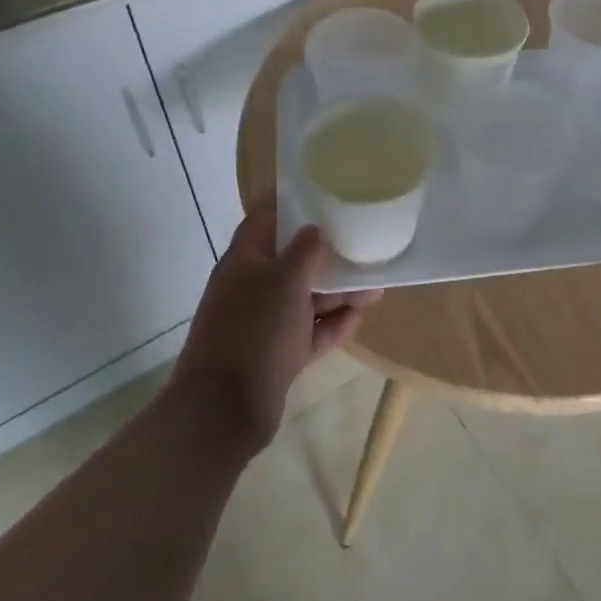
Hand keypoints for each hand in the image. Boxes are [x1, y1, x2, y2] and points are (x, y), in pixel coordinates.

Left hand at [168, 207, 380, 454]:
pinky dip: (331, 324)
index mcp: (243, 261)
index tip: (322, 190)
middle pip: (291, 261)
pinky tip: (360, 317)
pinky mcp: (275, 355)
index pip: (265, 219)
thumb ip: (304, 251)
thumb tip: (313, 229)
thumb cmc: (255, 332)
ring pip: (304, 299)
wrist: (224, 410)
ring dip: (337, 293)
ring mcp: (262, 324)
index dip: (290, 202)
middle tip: (360, 242)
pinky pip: (308, 332)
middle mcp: (250, 288)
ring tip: (375, 286)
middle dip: (326, 254)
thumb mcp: (285, 281)